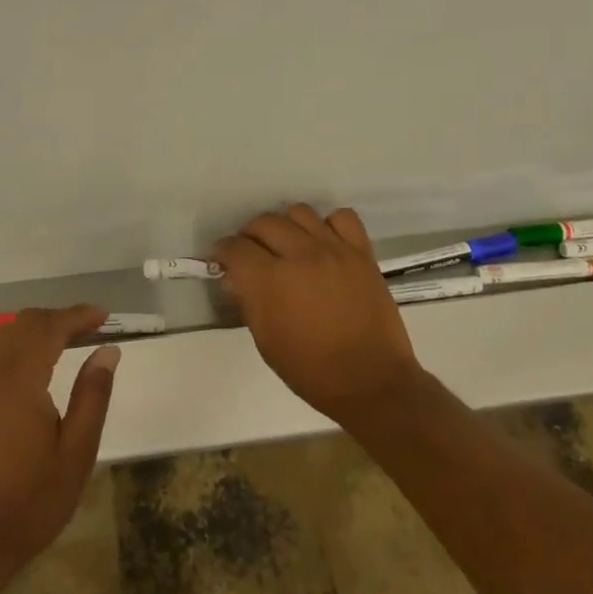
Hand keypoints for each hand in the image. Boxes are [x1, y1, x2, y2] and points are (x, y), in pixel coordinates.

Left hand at [0, 304, 119, 571]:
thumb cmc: (31, 500)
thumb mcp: (76, 452)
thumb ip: (93, 396)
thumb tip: (108, 351)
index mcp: (21, 380)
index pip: (50, 327)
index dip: (78, 315)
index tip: (105, 317)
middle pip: (24, 324)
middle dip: (58, 318)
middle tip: (91, 329)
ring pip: (3, 337)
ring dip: (34, 329)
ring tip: (65, 341)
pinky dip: (10, 346)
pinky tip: (24, 364)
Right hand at [215, 204, 426, 423]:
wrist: (371, 381)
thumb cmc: (312, 370)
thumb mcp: (266, 342)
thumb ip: (248, 302)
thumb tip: (236, 278)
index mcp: (270, 280)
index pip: (234, 247)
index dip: (222, 252)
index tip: (221, 260)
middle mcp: (299, 255)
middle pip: (264, 222)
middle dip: (250, 236)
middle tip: (252, 255)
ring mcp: (333, 249)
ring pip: (299, 212)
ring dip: (286, 226)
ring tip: (288, 246)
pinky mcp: (361, 252)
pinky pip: (342, 217)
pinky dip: (328, 225)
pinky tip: (324, 244)